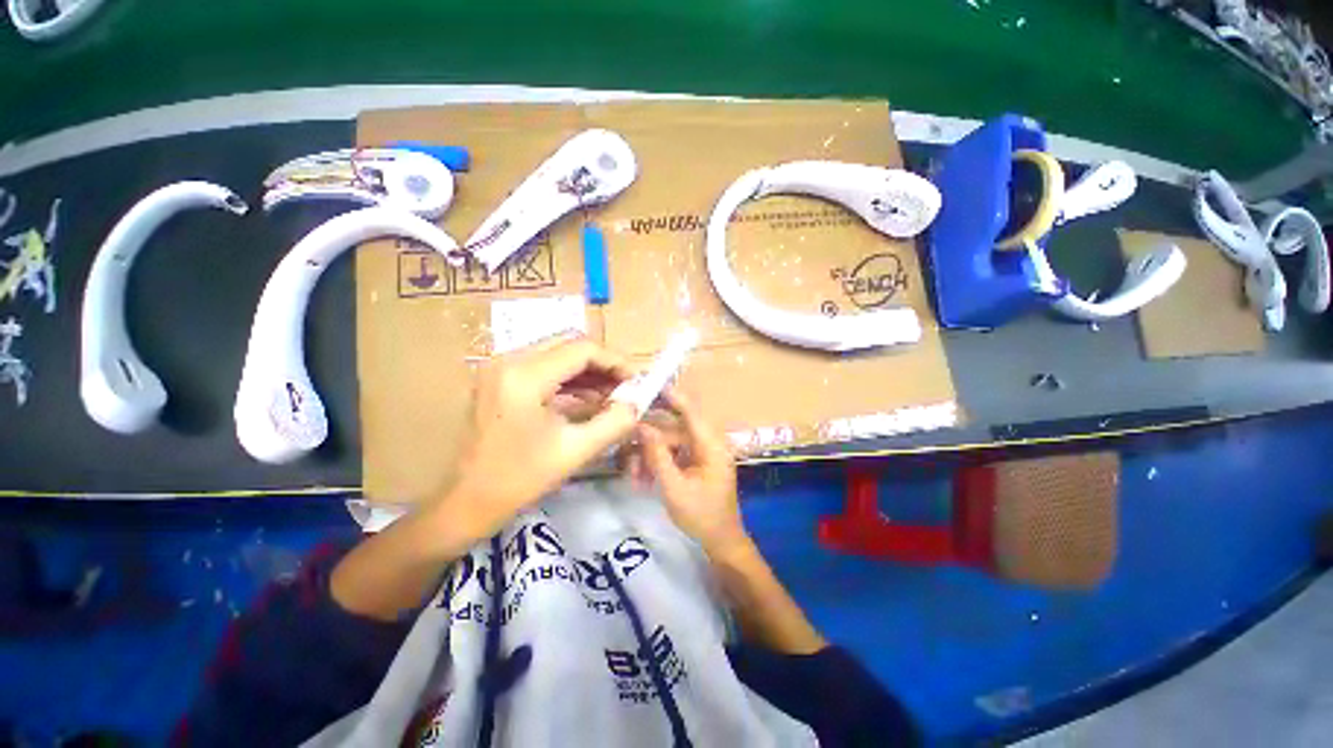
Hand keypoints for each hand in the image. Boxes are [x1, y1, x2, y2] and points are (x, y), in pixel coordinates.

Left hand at [448, 334, 637, 532]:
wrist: (467, 502)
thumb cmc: (519, 479)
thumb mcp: (575, 451)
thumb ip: (614, 422)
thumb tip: (638, 403)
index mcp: (524, 376)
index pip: (582, 349)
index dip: (616, 362)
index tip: (638, 380)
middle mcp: (508, 360)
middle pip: (569, 344)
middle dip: (603, 363)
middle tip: (627, 385)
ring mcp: (500, 367)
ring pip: (557, 353)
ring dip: (588, 370)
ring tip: (613, 393)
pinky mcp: (499, 378)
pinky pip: (543, 366)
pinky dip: (570, 378)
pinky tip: (589, 397)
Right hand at [636, 390, 750, 556]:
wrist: (720, 542)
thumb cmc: (701, 516)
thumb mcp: (674, 487)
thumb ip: (658, 455)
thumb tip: (641, 426)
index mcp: (711, 445)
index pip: (690, 411)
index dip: (670, 396)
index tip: (648, 385)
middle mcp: (708, 443)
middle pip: (675, 426)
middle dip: (650, 432)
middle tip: (626, 428)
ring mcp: (702, 453)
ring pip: (670, 442)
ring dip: (650, 454)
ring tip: (632, 472)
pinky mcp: (695, 463)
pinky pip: (673, 454)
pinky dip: (657, 462)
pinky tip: (641, 477)